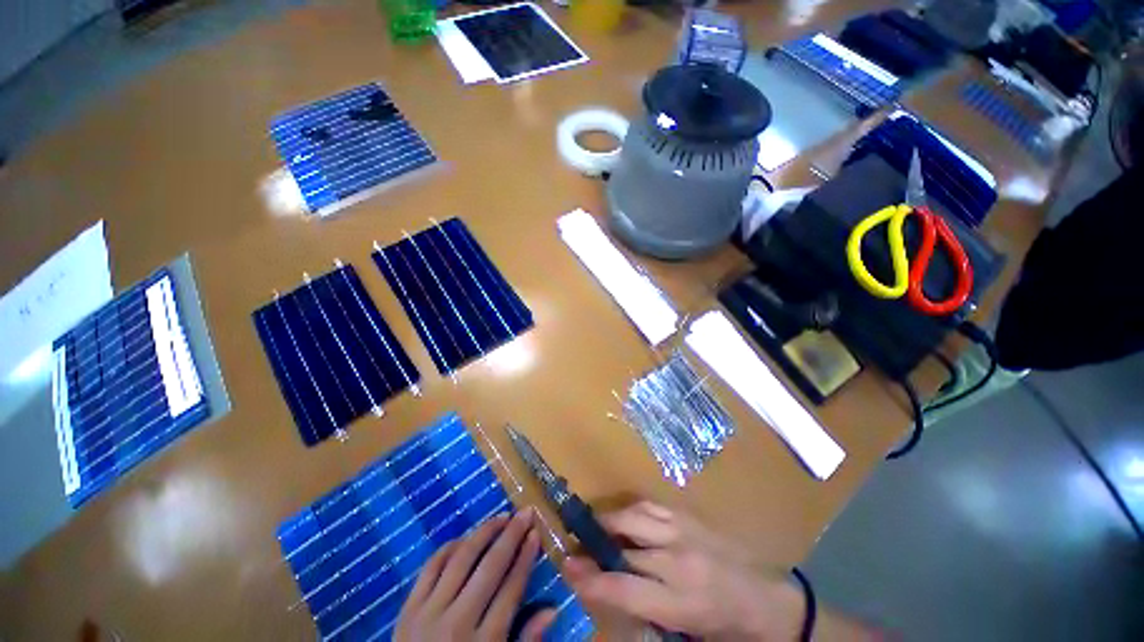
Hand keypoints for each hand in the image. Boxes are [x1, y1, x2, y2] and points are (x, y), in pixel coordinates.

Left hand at [394, 508, 554, 641]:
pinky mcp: (408, 608)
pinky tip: (464, 538)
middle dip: (511, 536)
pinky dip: (449, 547)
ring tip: (500, 517)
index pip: (511, 590)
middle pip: (489, 568)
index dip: (525, 558)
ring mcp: (429, 612)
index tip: (536, 533)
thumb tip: (552, 610)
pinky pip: (431, 567)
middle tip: (524, 513)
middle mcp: (457, 622)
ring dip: (483, 533)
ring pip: (461, 559)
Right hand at [562, 501, 805, 640]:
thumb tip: (607, 589)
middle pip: (623, 545)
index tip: (568, 568)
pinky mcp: (689, 515)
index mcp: (680, 601)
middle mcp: (678, 559)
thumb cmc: (723, 624)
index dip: (590, 579)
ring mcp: (684, 530)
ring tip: (595, 527)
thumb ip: (643, 610)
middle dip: (593, 543)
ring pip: (634, 516)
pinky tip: (624, 517)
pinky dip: (631, 510)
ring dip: (609, 520)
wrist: (766, 598)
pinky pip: (650, 505)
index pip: (623, 588)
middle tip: (577, 544)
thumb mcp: (683, 631)